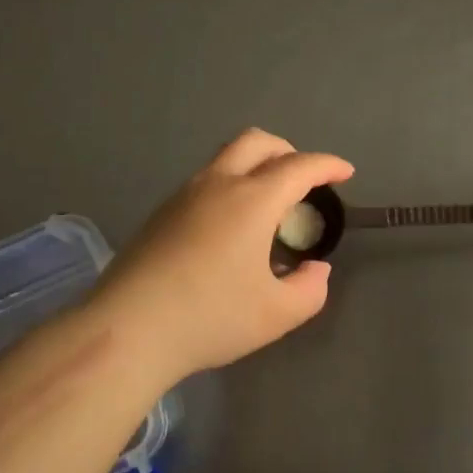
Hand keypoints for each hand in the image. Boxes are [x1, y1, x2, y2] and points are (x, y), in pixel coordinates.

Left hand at [93, 129, 353, 384]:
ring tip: (268, 205)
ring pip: (226, 158)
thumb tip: (315, 269)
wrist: (128, 329)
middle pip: (258, 142)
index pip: (299, 167)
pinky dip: (230, 185)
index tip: (345, 173)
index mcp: (252, 200)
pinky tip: (230, 228)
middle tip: (304, 179)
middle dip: (289, 151)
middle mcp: (218, 184)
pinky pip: (205, 181)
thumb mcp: (277, 314)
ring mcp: (183, 195)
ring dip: (255, 166)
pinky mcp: (160, 213)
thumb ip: (309, 289)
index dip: (328, 166)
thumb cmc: (210, 318)